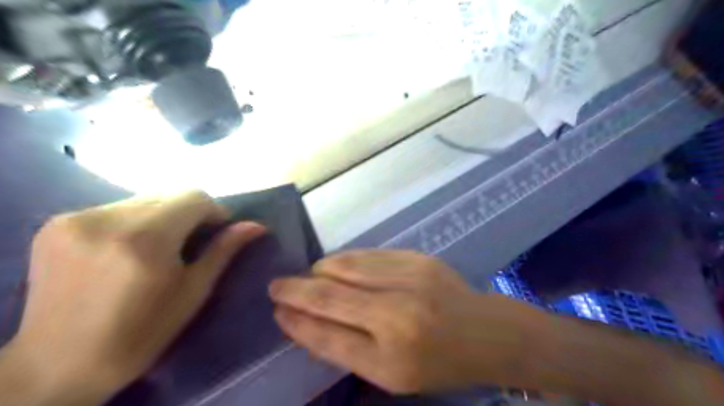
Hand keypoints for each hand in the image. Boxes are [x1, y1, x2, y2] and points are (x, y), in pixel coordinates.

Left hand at [7, 191, 264, 404]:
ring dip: (162, 215)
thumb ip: (223, 250)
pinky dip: (134, 220)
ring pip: (142, 199)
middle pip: (168, 194)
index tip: (217, 230)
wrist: (59, 364)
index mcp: (145, 240)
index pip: (193, 197)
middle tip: (191, 241)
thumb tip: (257, 225)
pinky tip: (128, 248)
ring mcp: (75, 219)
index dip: (213, 210)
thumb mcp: (193, 292)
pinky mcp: (55, 224)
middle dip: (189, 212)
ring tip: (160, 246)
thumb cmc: (142, 333)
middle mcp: (106, 220)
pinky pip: (114, 208)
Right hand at [269, 250, 548, 392]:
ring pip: (346, 266)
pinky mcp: (417, 258)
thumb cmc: (439, 363)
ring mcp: (409, 279)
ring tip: (308, 276)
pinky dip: (346, 260)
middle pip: (330, 295)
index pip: (327, 336)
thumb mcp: (392, 375)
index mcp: (391, 358)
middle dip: (296, 289)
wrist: (486, 332)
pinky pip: (368, 254)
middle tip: (277, 285)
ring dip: (320, 270)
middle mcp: (397, 314)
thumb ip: (347, 348)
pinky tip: (338, 266)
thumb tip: (305, 321)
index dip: (296, 322)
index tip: (276, 310)